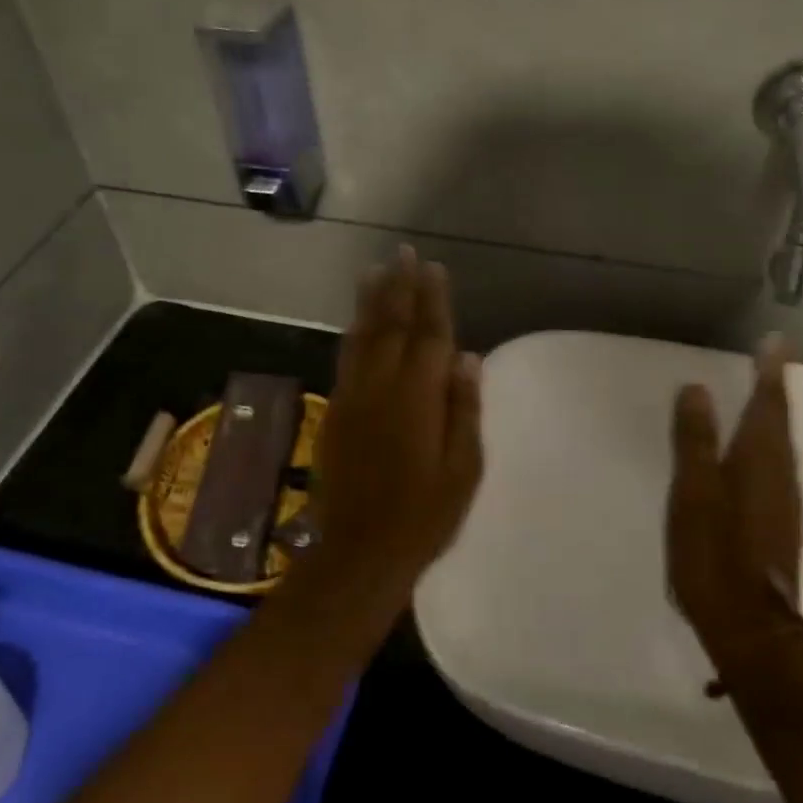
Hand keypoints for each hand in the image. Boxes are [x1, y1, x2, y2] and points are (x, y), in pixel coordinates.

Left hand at [309, 246, 483, 603]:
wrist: (360, 551)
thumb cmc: (425, 515)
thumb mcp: (463, 468)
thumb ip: (464, 408)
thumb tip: (467, 358)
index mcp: (418, 398)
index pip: (428, 336)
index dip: (432, 300)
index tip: (433, 268)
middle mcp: (381, 387)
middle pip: (392, 325)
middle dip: (399, 287)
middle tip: (403, 252)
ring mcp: (353, 398)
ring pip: (362, 337)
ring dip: (371, 301)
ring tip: (375, 269)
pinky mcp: (335, 412)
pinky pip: (346, 359)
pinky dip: (353, 332)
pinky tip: (357, 321)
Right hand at [666, 336, 802, 672]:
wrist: (751, 629)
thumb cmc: (714, 556)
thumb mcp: (694, 495)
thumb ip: (694, 441)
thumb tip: (697, 389)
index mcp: (759, 462)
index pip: (767, 405)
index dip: (770, 372)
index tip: (776, 341)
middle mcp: (780, 476)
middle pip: (780, 421)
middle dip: (774, 387)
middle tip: (770, 358)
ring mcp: (784, 503)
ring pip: (781, 445)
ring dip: (773, 415)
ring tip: (763, 393)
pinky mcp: (779, 524)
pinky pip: (776, 466)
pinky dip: (768, 444)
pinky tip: (756, 452)